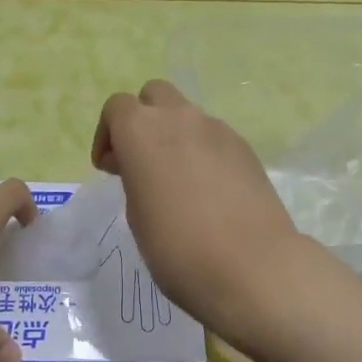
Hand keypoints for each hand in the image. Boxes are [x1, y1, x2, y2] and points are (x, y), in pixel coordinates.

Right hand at [90, 80, 310, 334]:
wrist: (253, 267)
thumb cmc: (178, 248)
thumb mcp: (137, 215)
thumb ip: (135, 177)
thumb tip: (146, 168)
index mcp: (142, 131)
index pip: (117, 107)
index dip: (107, 134)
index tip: (110, 169)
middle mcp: (179, 118)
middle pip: (154, 95)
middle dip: (143, 119)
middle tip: (141, 160)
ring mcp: (217, 129)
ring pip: (187, 114)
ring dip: (174, 135)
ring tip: (177, 179)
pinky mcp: (245, 147)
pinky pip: (214, 137)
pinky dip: (203, 151)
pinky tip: (209, 190)